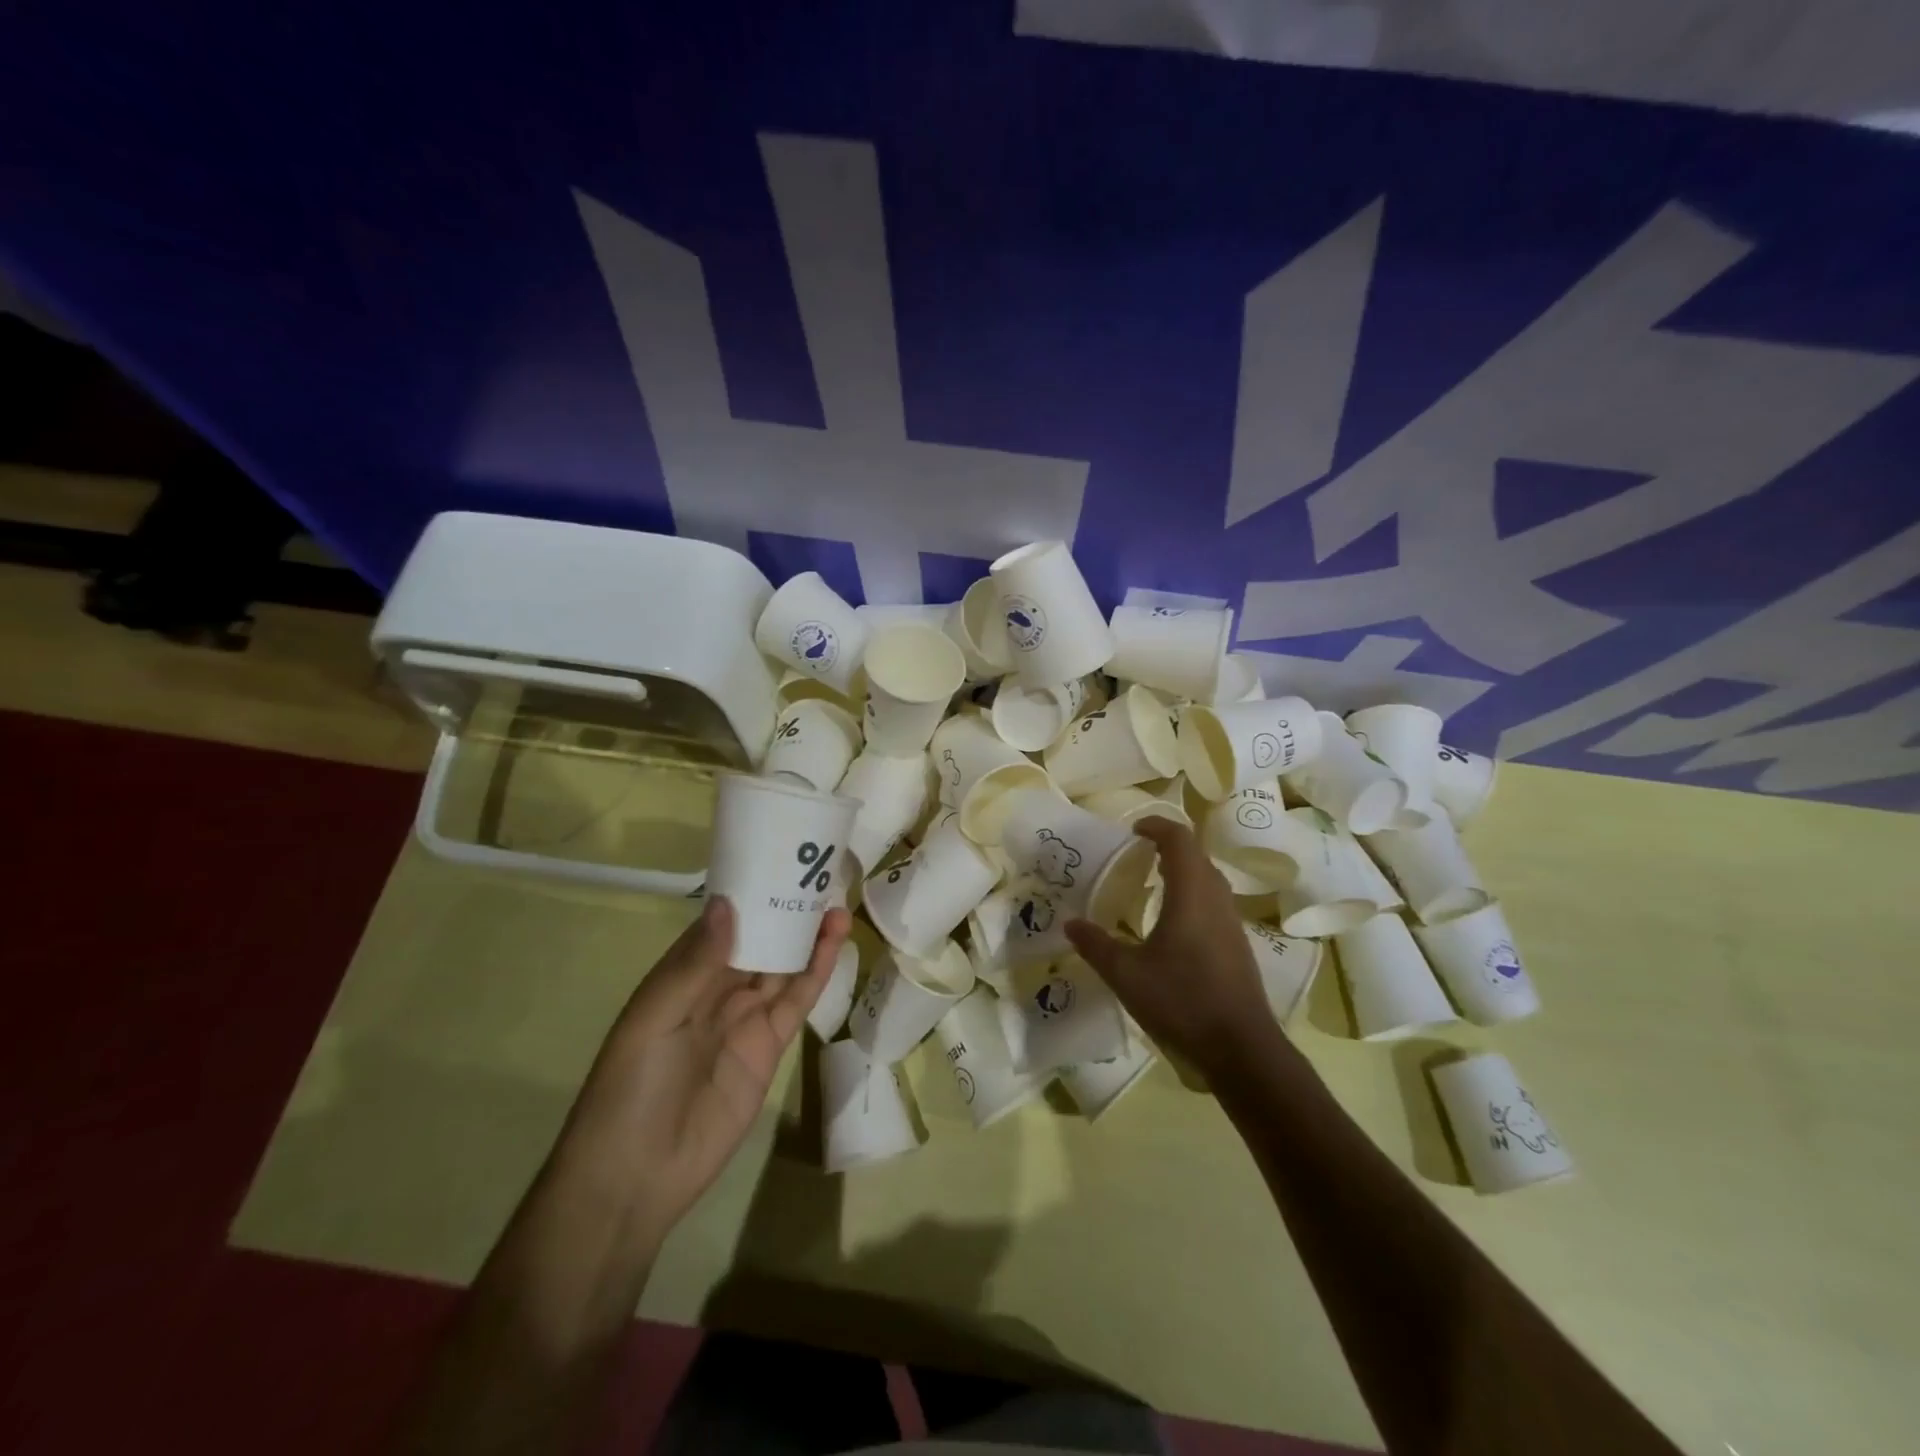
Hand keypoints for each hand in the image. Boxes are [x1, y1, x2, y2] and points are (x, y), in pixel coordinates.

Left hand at [559, 897, 849, 1243]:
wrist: (637, 1177)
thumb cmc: (630, 1089)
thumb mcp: (653, 1019)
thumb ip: (695, 965)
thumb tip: (728, 904)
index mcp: (681, 974)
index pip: (722, 923)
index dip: (749, 894)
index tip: (780, 859)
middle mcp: (716, 989)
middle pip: (759, 940)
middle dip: (786, 909)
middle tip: (821, 873)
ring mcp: (745, 1017)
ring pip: (783, 965)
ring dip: (807, 935)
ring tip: (836, 901)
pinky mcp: (770, 1046)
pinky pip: (796, 1001)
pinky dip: (816, 972)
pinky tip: (834, 944)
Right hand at [1066, 816, 1275, 1076]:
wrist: (1241, 1048)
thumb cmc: (1181, 1001)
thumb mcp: (1126, 975)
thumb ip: (1096, 945)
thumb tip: (1070, 923)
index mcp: (1190, 894)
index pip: (1179, 839)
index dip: (1157, 826)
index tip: (1133, 829)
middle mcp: (1216, 898)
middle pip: (1196, 855)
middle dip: (1168, 846)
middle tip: (1137, 854)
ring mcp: (1232, 921)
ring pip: (1208, 878)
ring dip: (1182, 870)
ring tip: (1151, 882)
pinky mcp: (1237, 944)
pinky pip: (1213, 901)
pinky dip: (1192, 894)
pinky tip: (1172, 922)